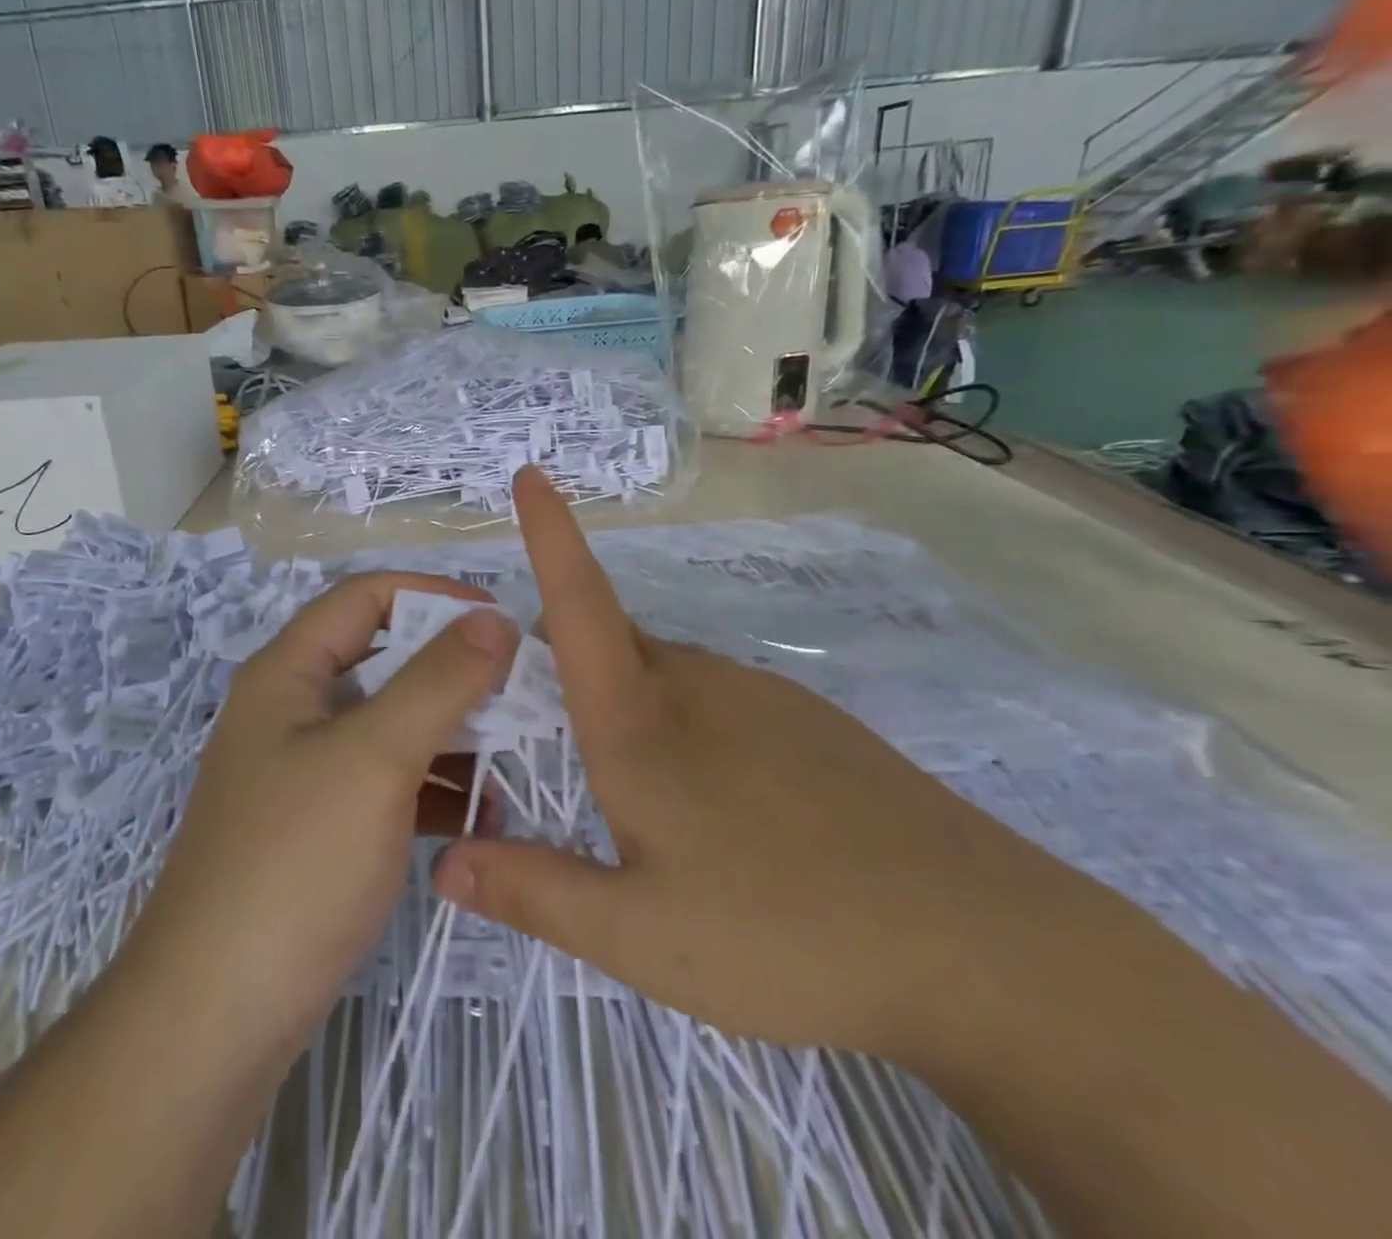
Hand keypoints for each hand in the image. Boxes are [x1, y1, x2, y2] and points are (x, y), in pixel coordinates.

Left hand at [124, 572, 519, 1050]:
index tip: (500, 620)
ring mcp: (307, 773)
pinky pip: (388, 784)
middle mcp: (294, 711)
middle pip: (385, 662)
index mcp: (289, 673)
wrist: (216, 1016)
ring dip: (451, 735)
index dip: (433, 595)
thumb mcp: (375, 756)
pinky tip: (480, 818)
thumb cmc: (295, 862)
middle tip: (522, 693)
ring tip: (513, 759)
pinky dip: (433, 789)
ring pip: (392, 726)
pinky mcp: (322, 828)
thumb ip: (439, 680)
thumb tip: (494, 619)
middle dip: (454, 673)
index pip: (367, 597)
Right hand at [433, 467, 1095, 1059]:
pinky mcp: (810, 722)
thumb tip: (443, 862)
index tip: (530, 475)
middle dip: (565, 673)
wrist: (983, 952)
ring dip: (628, 712)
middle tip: (551, 752)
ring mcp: (761, 696)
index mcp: (641, 722)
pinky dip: (687, 731)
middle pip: (608, 646)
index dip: (549, 536)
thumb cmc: (788, 936)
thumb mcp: (640, 937)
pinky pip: (717, 703)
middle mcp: (697, 685)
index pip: (578, 605)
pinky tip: (727, 818)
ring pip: (663, 679)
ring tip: (645, 811)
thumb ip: (535, 892)